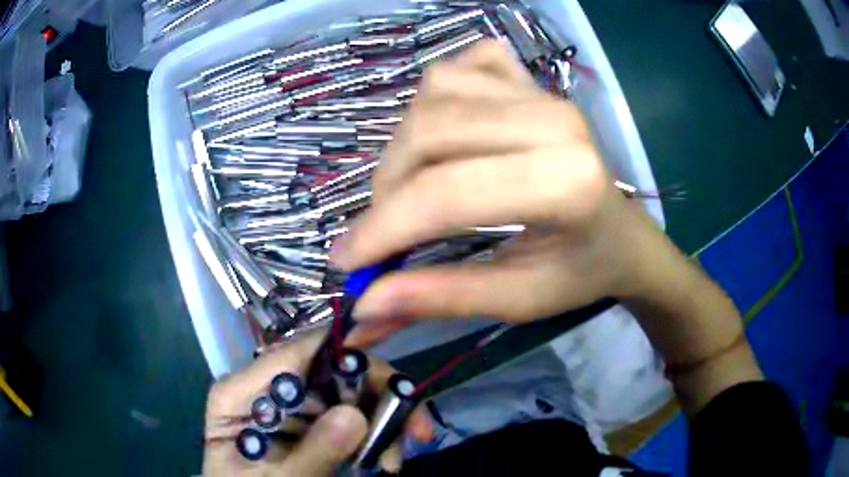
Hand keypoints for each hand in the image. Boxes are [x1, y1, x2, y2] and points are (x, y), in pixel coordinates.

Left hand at [202, 331, 432, 475]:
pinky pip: (346, 419)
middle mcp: (265, 389)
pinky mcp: (306, 424)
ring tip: (397, 458)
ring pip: (345, 396)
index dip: (345, 352)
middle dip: (377, 397)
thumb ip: (313, 451)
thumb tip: (356, 414)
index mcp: (241, 392)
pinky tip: (385, 459)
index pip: (295, 353)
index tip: (392, 375)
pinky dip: (372, 436)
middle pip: (328, 372)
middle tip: (416, 427)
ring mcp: (288, 407)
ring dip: (380, 422)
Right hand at [332, 40, 668, 343]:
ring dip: (404, 145)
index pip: (445, 193)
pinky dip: (433, 98)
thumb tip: (364, 305)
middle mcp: (553, 121)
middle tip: (384, 231)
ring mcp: (540, 91)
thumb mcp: (518, 299)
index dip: (381, 229)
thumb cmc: (581, 271)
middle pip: (427, 132)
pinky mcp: (529, 78)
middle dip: (386, 188)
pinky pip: (457, 68)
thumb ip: (442, 298)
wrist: (624, 234)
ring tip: (413, 188)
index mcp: (564, 182)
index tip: (345, 262)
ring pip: (432, 93)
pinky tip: (445, 133)